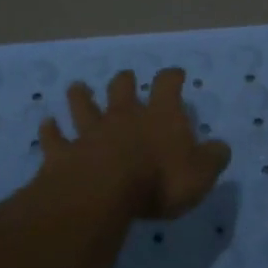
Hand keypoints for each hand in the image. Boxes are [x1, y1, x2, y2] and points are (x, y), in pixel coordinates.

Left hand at [39, 67, 230, 220]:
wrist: (103, 193)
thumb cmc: (160, 181)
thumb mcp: (201, 174)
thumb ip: (212, 158)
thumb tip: (221, 147)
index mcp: (159, 116)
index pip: (168, 86)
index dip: (172, 77)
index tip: (175, 74)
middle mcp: (124, 116)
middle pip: (122, 90)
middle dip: (124, 82)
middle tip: (125, 77)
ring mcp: (90, 133)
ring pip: (83, 107)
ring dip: (80, 97)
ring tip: (77, 87)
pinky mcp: (63, 153)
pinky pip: (55, 139)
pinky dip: (50, 132)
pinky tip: (46, 124)